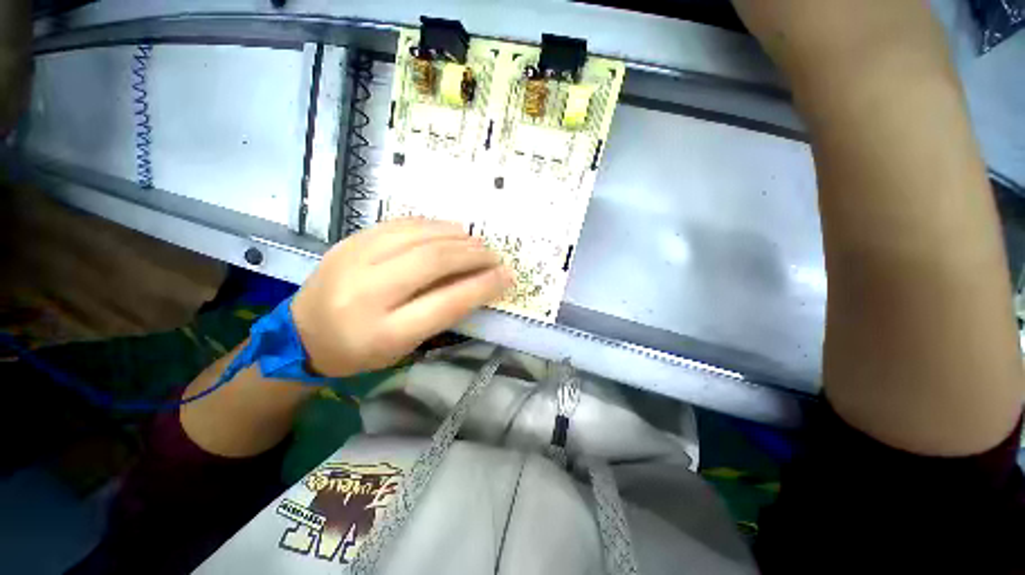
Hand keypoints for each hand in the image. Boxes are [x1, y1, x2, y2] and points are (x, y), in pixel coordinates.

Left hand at [291, 218, 512, 376]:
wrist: (301, 334)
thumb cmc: (360, 351)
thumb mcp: (405, 346)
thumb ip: (441, 313)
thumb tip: (478, 282)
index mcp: (383, 332)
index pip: (446, 303)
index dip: (482, 286)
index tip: (507, 276)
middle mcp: (366, 293)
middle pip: (433, 262)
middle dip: (473, 255)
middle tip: (494, 256)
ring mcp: (354, 260)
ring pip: (419, 236)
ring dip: (457, 236)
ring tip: (477, 241)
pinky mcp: (350, 241)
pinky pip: (401, 224)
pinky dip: (433, 225)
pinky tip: (450, 230)